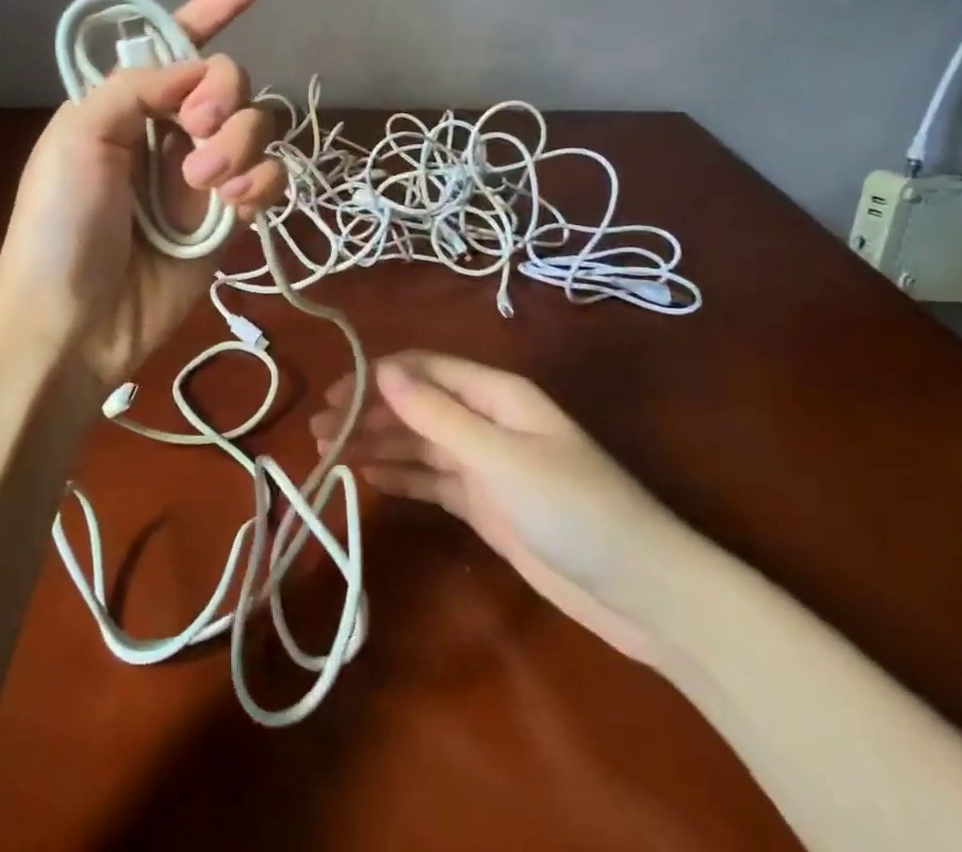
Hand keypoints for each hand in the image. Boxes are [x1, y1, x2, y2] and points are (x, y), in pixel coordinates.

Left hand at [0, 0, 286, 382]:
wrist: (73, 321)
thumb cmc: (59, 222)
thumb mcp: (78, 136)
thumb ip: (138, 87)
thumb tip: (200, 68)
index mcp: (127, 104)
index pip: (177, 45)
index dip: (212, 9)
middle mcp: (169, 131)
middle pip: (230, 82)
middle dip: (223, 97)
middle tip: (197, 130)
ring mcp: (202, 175)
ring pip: (256, 128)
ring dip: (239, 145)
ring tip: (206, 184)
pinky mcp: (228, 218)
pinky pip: (269, 179)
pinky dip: (260, 184)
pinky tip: (234, 207)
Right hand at [310, 351, 671, 662]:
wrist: (643, 593)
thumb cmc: (574, 508)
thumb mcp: (499, 457)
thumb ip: (437, 415)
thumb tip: (381, 369)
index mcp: (495, 394)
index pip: (423, 370)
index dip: (376, 377)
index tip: (332, 396)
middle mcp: (485, 420)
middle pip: (415, 406)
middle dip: (368, 414)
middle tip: (318, 432)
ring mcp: (485, 465)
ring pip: (418, 444)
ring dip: (376, 444)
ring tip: (328, 455)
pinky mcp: (485, 505)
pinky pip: (431, 481)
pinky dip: (399, 477)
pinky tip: (366, 477)